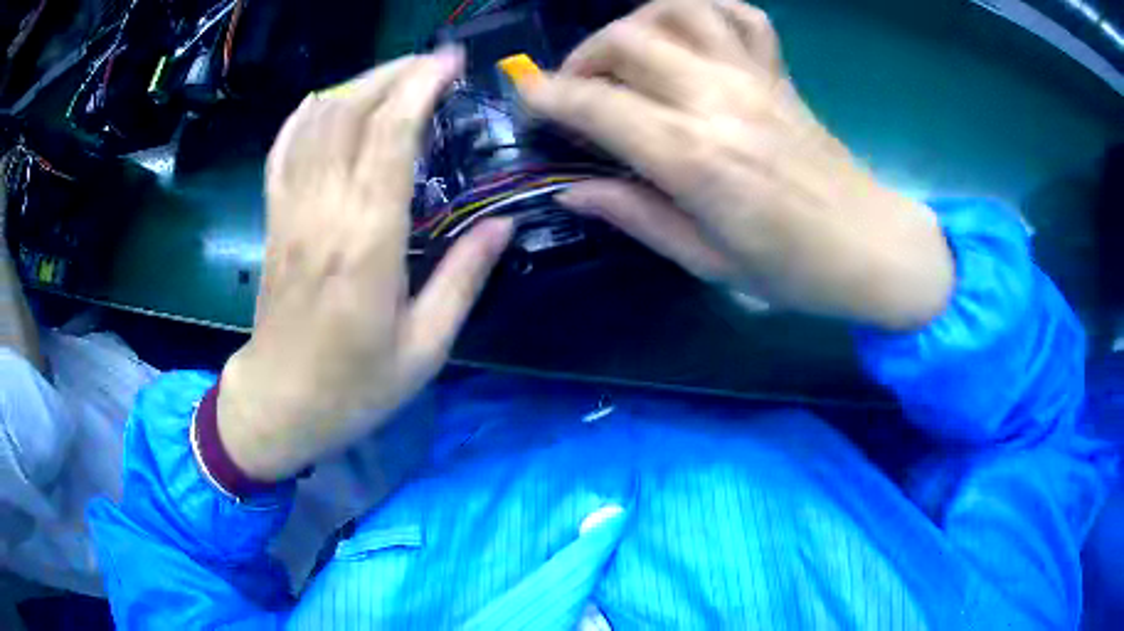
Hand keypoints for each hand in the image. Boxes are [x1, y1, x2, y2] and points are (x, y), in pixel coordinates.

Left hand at [218, 49, 512, 481]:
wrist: (280, 403)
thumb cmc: (355, 387)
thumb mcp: (425, 349)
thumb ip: (463, 280)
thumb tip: (502, 226)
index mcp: (368, 244)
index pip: (390, 138)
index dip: (421, 87)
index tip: (451, 63)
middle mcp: (324, 213)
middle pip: (350, 113)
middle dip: (394, 73)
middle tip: (432, 63)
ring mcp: (290, 212)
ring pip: (315, 122)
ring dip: (356, 85)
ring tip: (393, 76)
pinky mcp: (273, 219)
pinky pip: (282, 150)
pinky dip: (304, 115)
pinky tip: (327, 101)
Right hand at [519, 0, 953, 330]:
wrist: (871, 247)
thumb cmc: (792, 270)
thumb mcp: (706, 260)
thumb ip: (635, 215)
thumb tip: (572, 189)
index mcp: (694, 157)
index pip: (597, 104)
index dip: (548, 96)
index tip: (528, 101)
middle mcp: (718, 99)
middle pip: (628, 40)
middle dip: (583, 56)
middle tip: (577, 87)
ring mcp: (753, 77)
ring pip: (677, 9)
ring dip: (636, 22)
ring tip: (627, 54)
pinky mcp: (779, 73)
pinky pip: (740, 14)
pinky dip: (705, 9)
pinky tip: (689, 33)